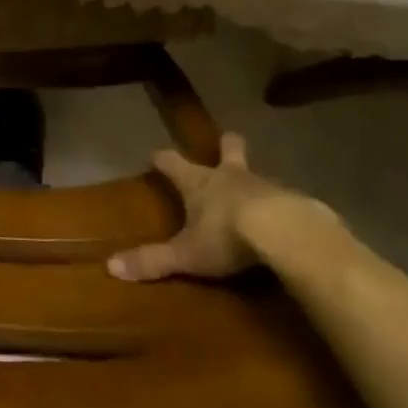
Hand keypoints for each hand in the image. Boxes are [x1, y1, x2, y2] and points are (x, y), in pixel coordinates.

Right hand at [106, 131, 320, 281]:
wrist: (287, 233)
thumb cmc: (227, 236)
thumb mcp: (186, 254)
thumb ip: (152, 260)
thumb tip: (110, 266)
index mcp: (200, 183)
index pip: (174, 163)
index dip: (163, 160)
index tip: (156, 156)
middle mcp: (231, 176)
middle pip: (229, 150)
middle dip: (226, 145)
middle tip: (227, 140)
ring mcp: (267, 186)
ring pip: (258, 176)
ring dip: (254, 182)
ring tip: (256, 196)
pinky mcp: (297, 202)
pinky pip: (286, 201)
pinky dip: (283, 208)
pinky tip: (287, 223)